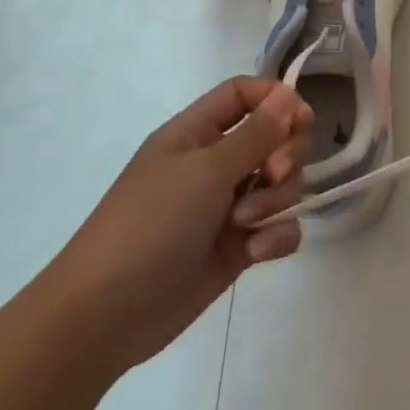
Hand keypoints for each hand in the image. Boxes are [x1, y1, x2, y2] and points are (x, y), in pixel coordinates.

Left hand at [42, 77, 311, 374]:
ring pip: (282, 184)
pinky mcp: (239, 246)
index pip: (244, 94)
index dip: (276, 99)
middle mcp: (215, 164)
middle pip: (274, 138)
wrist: (106, 315)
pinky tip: (256, 253)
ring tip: (246, 225)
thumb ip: (256, 133)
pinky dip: (276, 236)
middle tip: (272, 173)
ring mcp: (228, 206)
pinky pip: (279, 227)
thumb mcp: (205, 171)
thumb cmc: (150, 225)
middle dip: (285, 155)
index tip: (303, 119)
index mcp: (197, 134)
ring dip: (275, 200)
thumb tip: (289, 95)